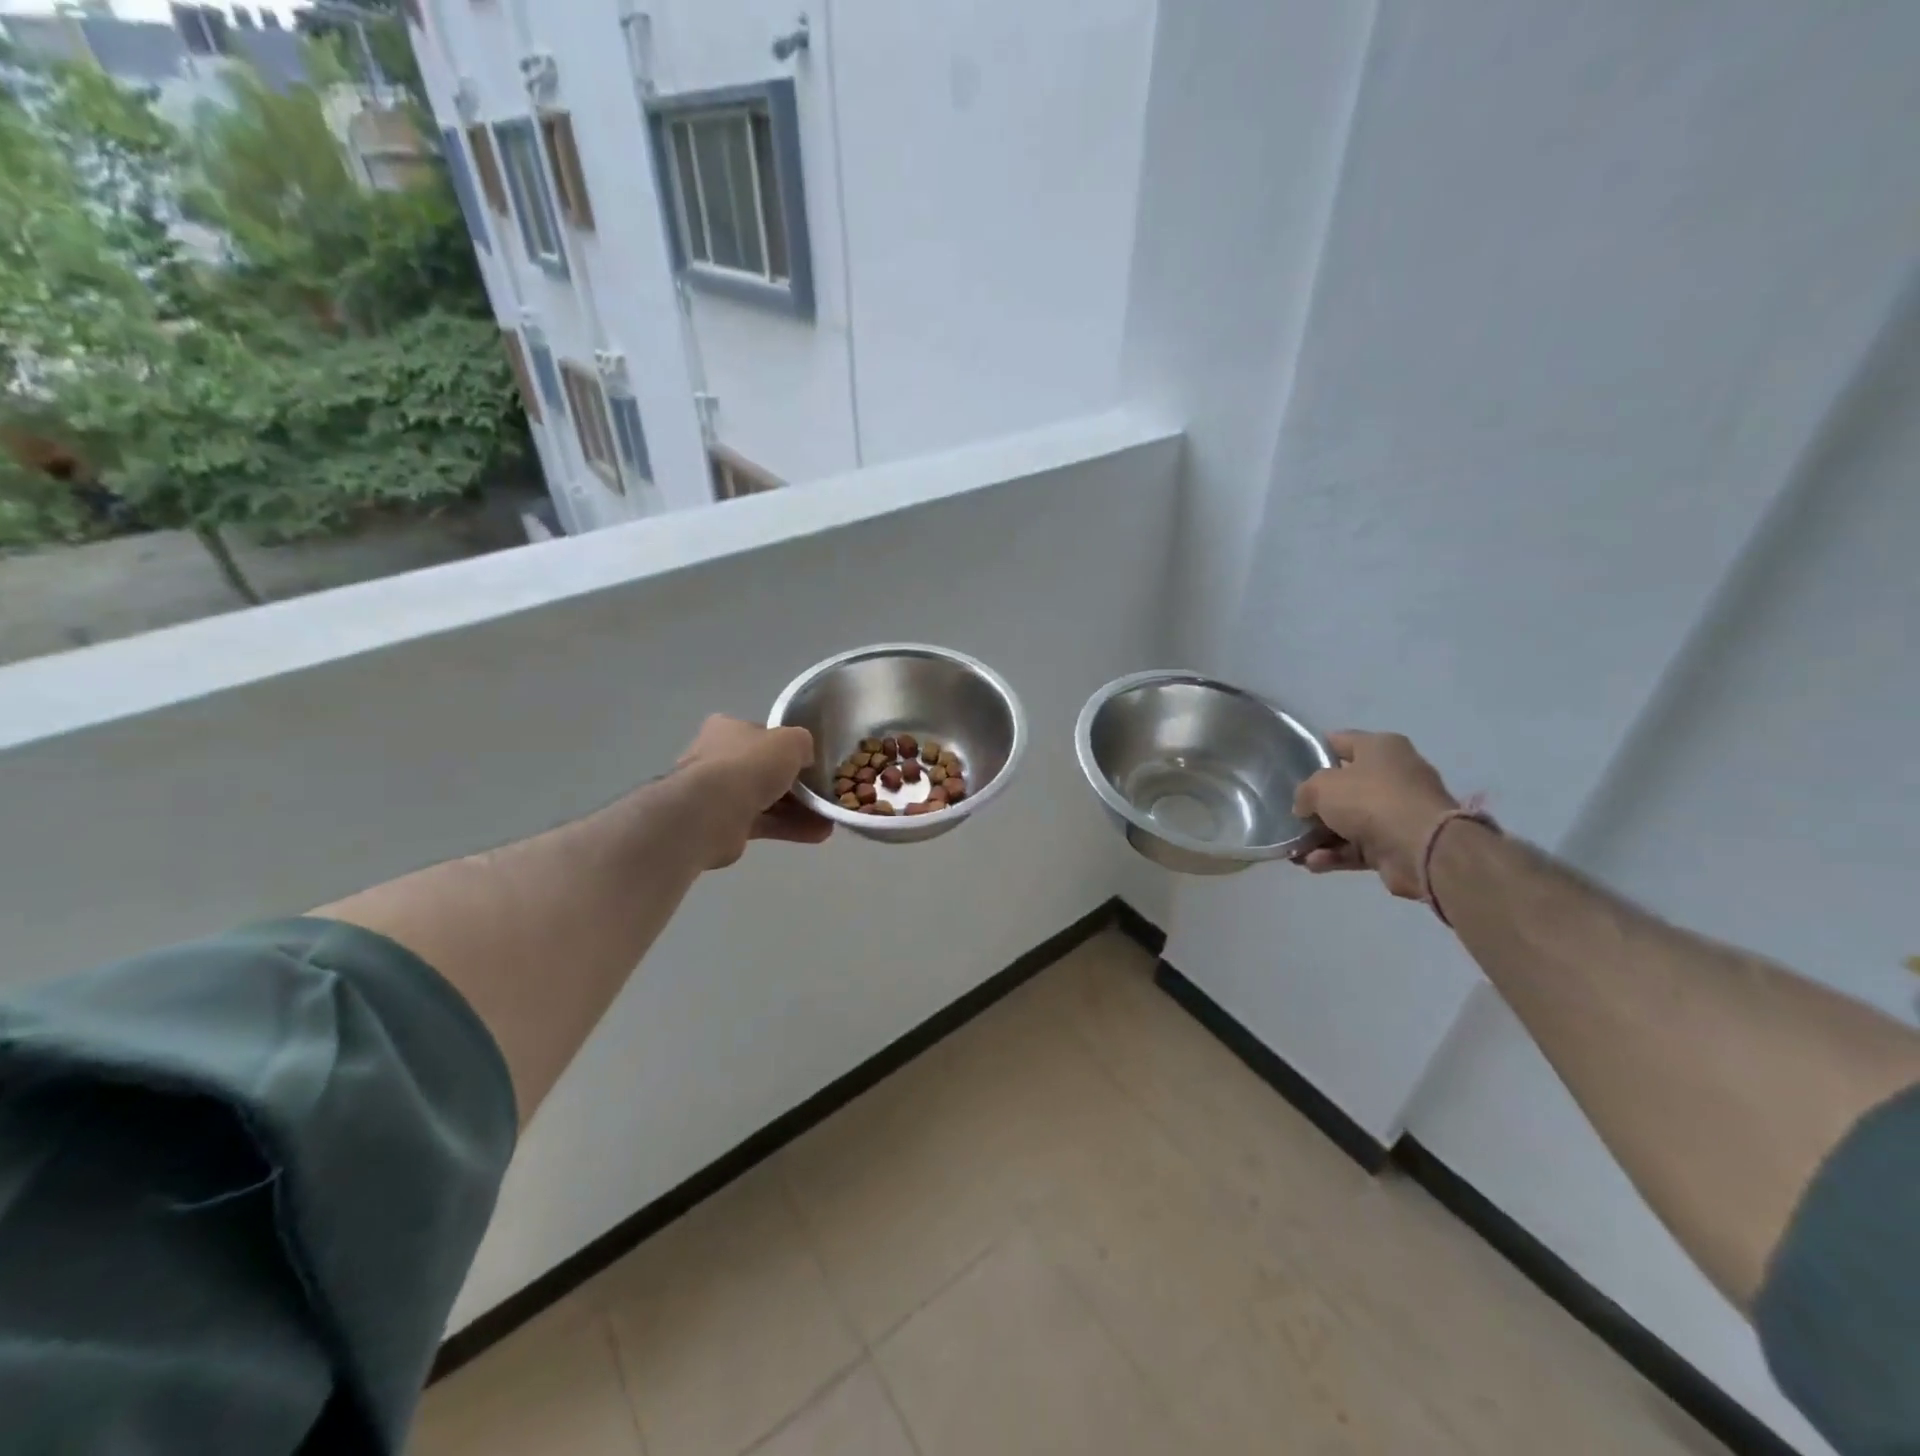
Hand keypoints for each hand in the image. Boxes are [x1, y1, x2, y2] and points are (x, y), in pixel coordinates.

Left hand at [676, 715, 832, 868]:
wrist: (712, 810)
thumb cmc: (750, 764)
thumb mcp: (791, 741)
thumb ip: (803, 744)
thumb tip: (805, 758)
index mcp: (727, 729)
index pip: (762, 735)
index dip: (788, 748)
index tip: (811, 763)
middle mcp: (718, 758)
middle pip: (765, 770)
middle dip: (797, 785)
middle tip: (824, 795)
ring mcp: (718, 793)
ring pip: (767, 799)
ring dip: (799, 810)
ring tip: (829, 820)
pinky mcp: (724, 824)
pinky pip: (764, 823)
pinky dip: (789, 828)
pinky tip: (818, 835)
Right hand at [1292, 731, 1457, 898]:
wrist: (1421, 848)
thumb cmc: (1370, 800)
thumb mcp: (1321, 786)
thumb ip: (1305, 792)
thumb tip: (1305, 807)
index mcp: (1381, 748)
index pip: (1339, 742)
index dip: (1314, 752)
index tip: (1290, 767)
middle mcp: (1393, 775)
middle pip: (1344, 786)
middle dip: (1316, 804)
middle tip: (1292, 814)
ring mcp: (1398, 811)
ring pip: (1349, 821)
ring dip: (1321, 836)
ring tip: (1295, 850)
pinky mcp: (1398, 843)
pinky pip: (1359, 847)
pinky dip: (1336, 854)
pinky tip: (1313, 864)